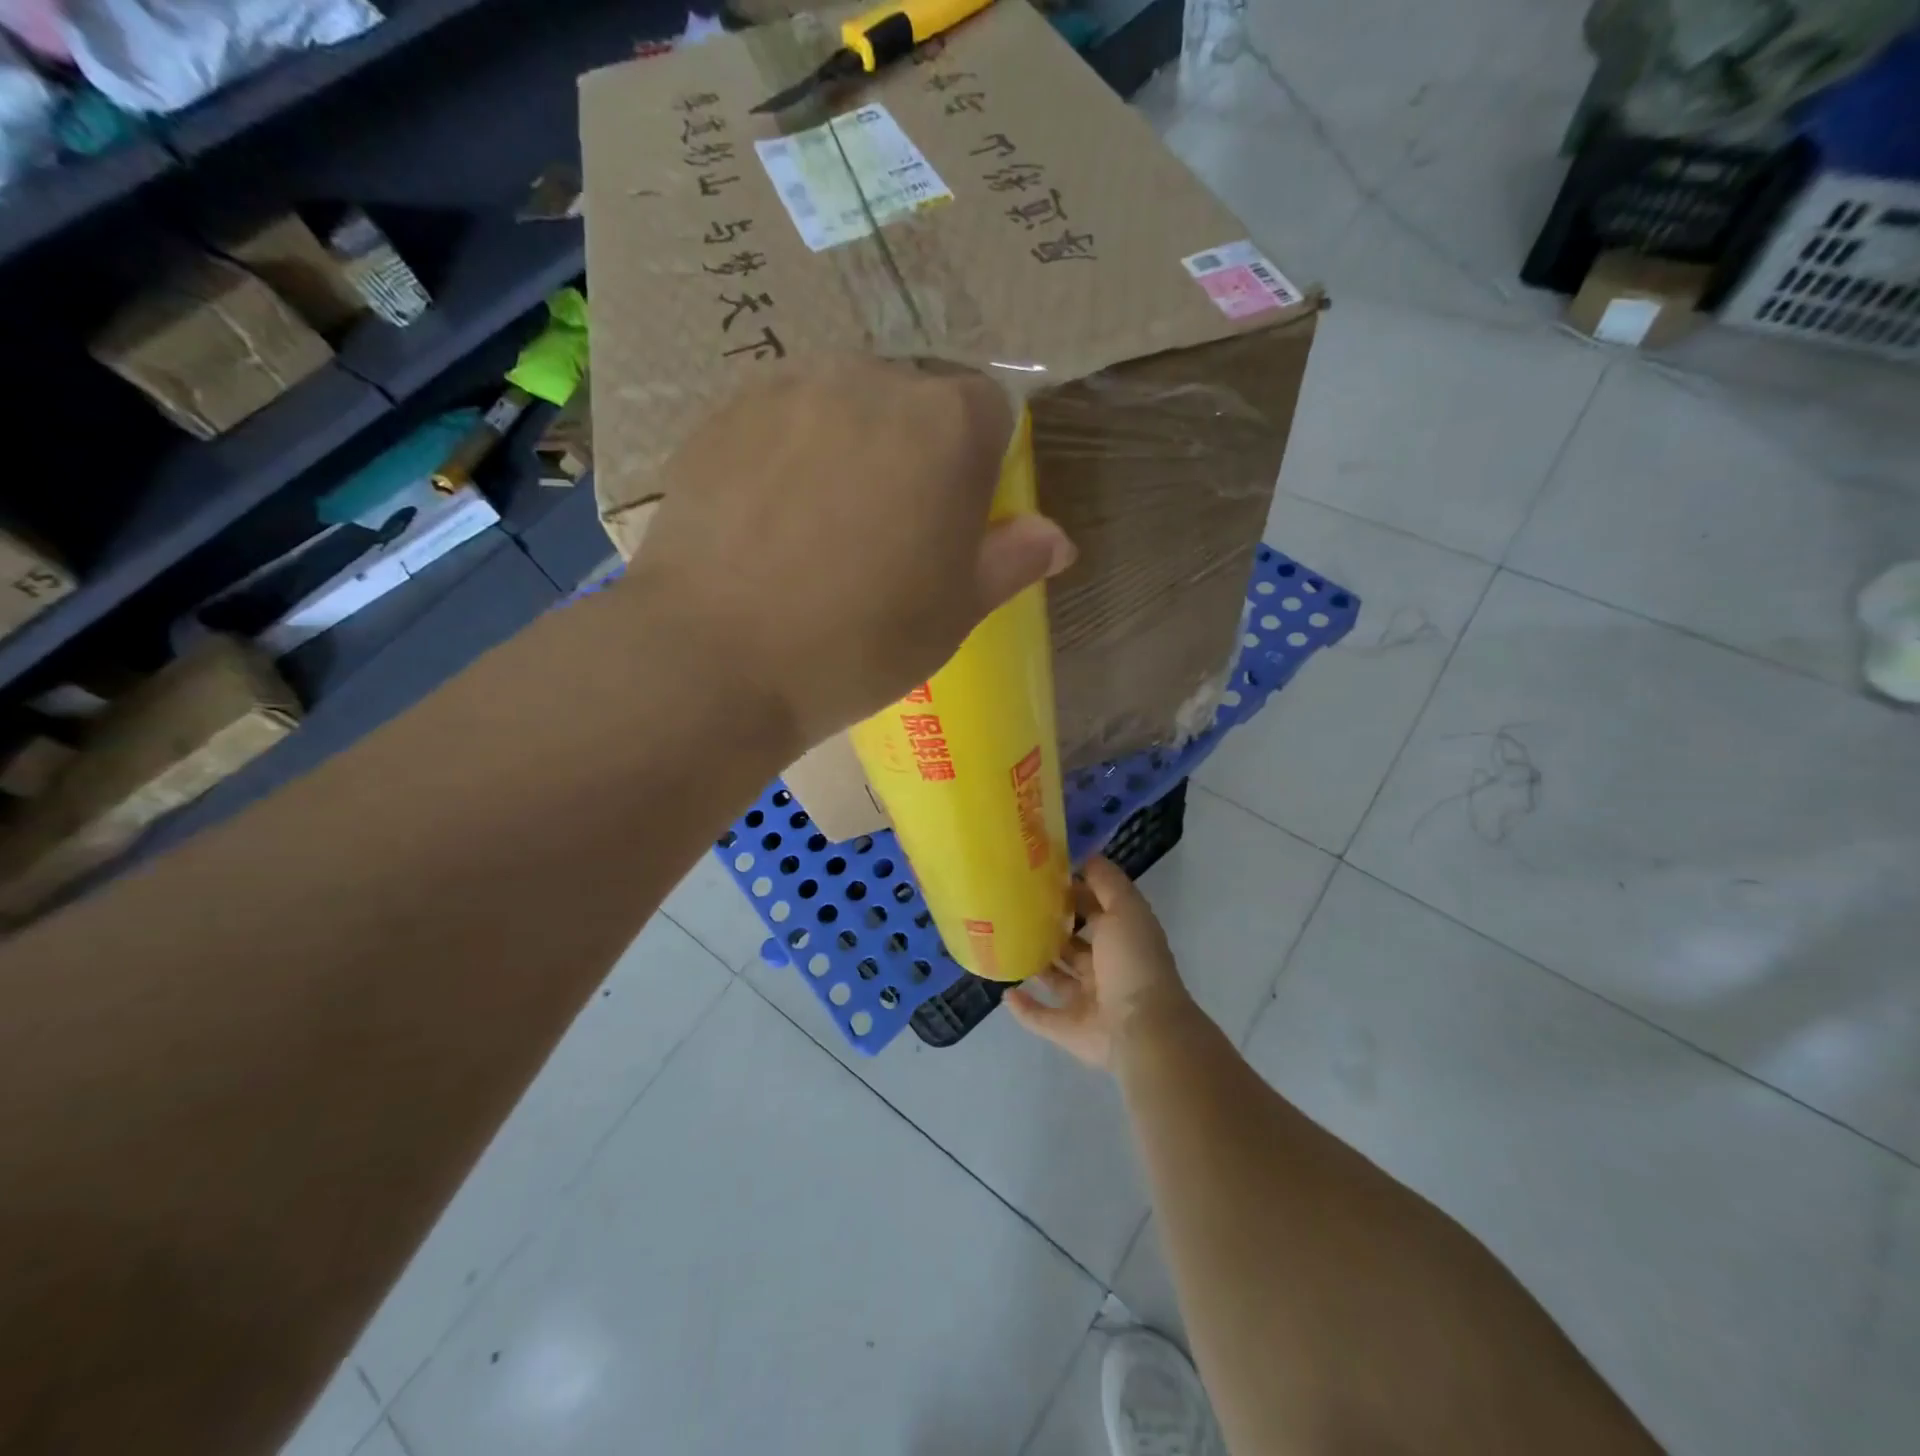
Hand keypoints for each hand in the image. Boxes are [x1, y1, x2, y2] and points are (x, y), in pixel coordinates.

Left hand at [630, 355, 1076, 749]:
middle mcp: (871, 380)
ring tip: (821, 525)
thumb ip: (1011, 560)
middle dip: (916, 451)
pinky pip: (780, 419)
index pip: (989, 411)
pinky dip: (788, 453)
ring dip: (851, 446)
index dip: (981, 466)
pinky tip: (768, 519)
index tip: (956, 519)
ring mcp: (789, 389)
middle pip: (915, 400)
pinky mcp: (724, 412)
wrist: (717, 658)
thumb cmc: (860, 642)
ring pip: (844, 403)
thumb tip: (1055, 538)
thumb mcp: (955, 613)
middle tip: (888, 529)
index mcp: (946, 424)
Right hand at [1006, 856, 1197, 1069]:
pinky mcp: (1069, 1029)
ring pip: (1057, 978)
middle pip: (1074, 944)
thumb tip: (1085, 856)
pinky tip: (1005, 991)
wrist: (1143, 1029)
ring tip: (1005, 943)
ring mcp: (1087, 1001)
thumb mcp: (1125, 908)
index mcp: (1121, 938)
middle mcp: (1105, 968)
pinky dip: (1024, 1006)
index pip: (1094, 909)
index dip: (1073, 892)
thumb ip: (1105, 882)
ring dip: (1036, 964)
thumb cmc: (1133, 961)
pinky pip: (1042, 1017)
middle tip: (1014, 907)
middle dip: (1050, 928)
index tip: (1040, 876)